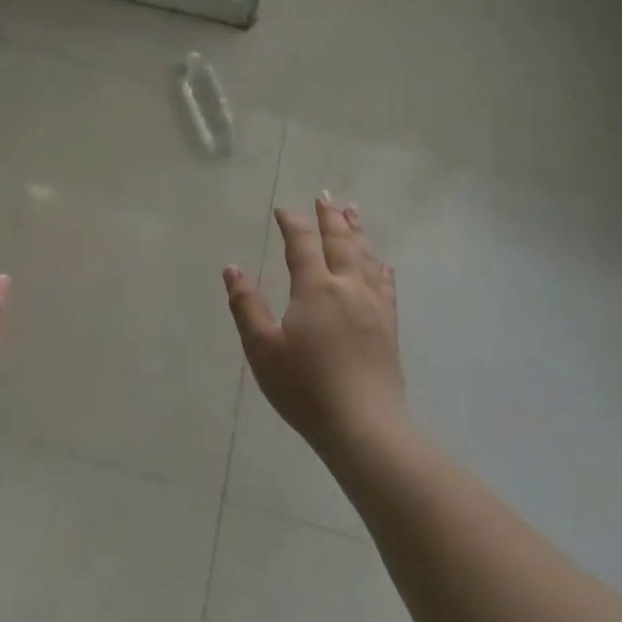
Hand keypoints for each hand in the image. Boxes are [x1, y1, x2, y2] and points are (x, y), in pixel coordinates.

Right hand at [223, 197, 403, 451]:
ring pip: (366, 257)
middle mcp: (347, 288)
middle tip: (324, 196)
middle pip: (340, 242)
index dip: (292, 223)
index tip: (283, 210)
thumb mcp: (262, 348)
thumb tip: (233, 268)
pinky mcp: (388, 326)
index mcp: (315, 288)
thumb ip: (246, 305)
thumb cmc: (304, 387)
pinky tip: (381, 264)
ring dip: (357, 232)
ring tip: (353, 212)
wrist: (362, 425)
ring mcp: (373, 306)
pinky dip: (380, 267)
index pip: (302, 244)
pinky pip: (386, 285)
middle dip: (330, 217)